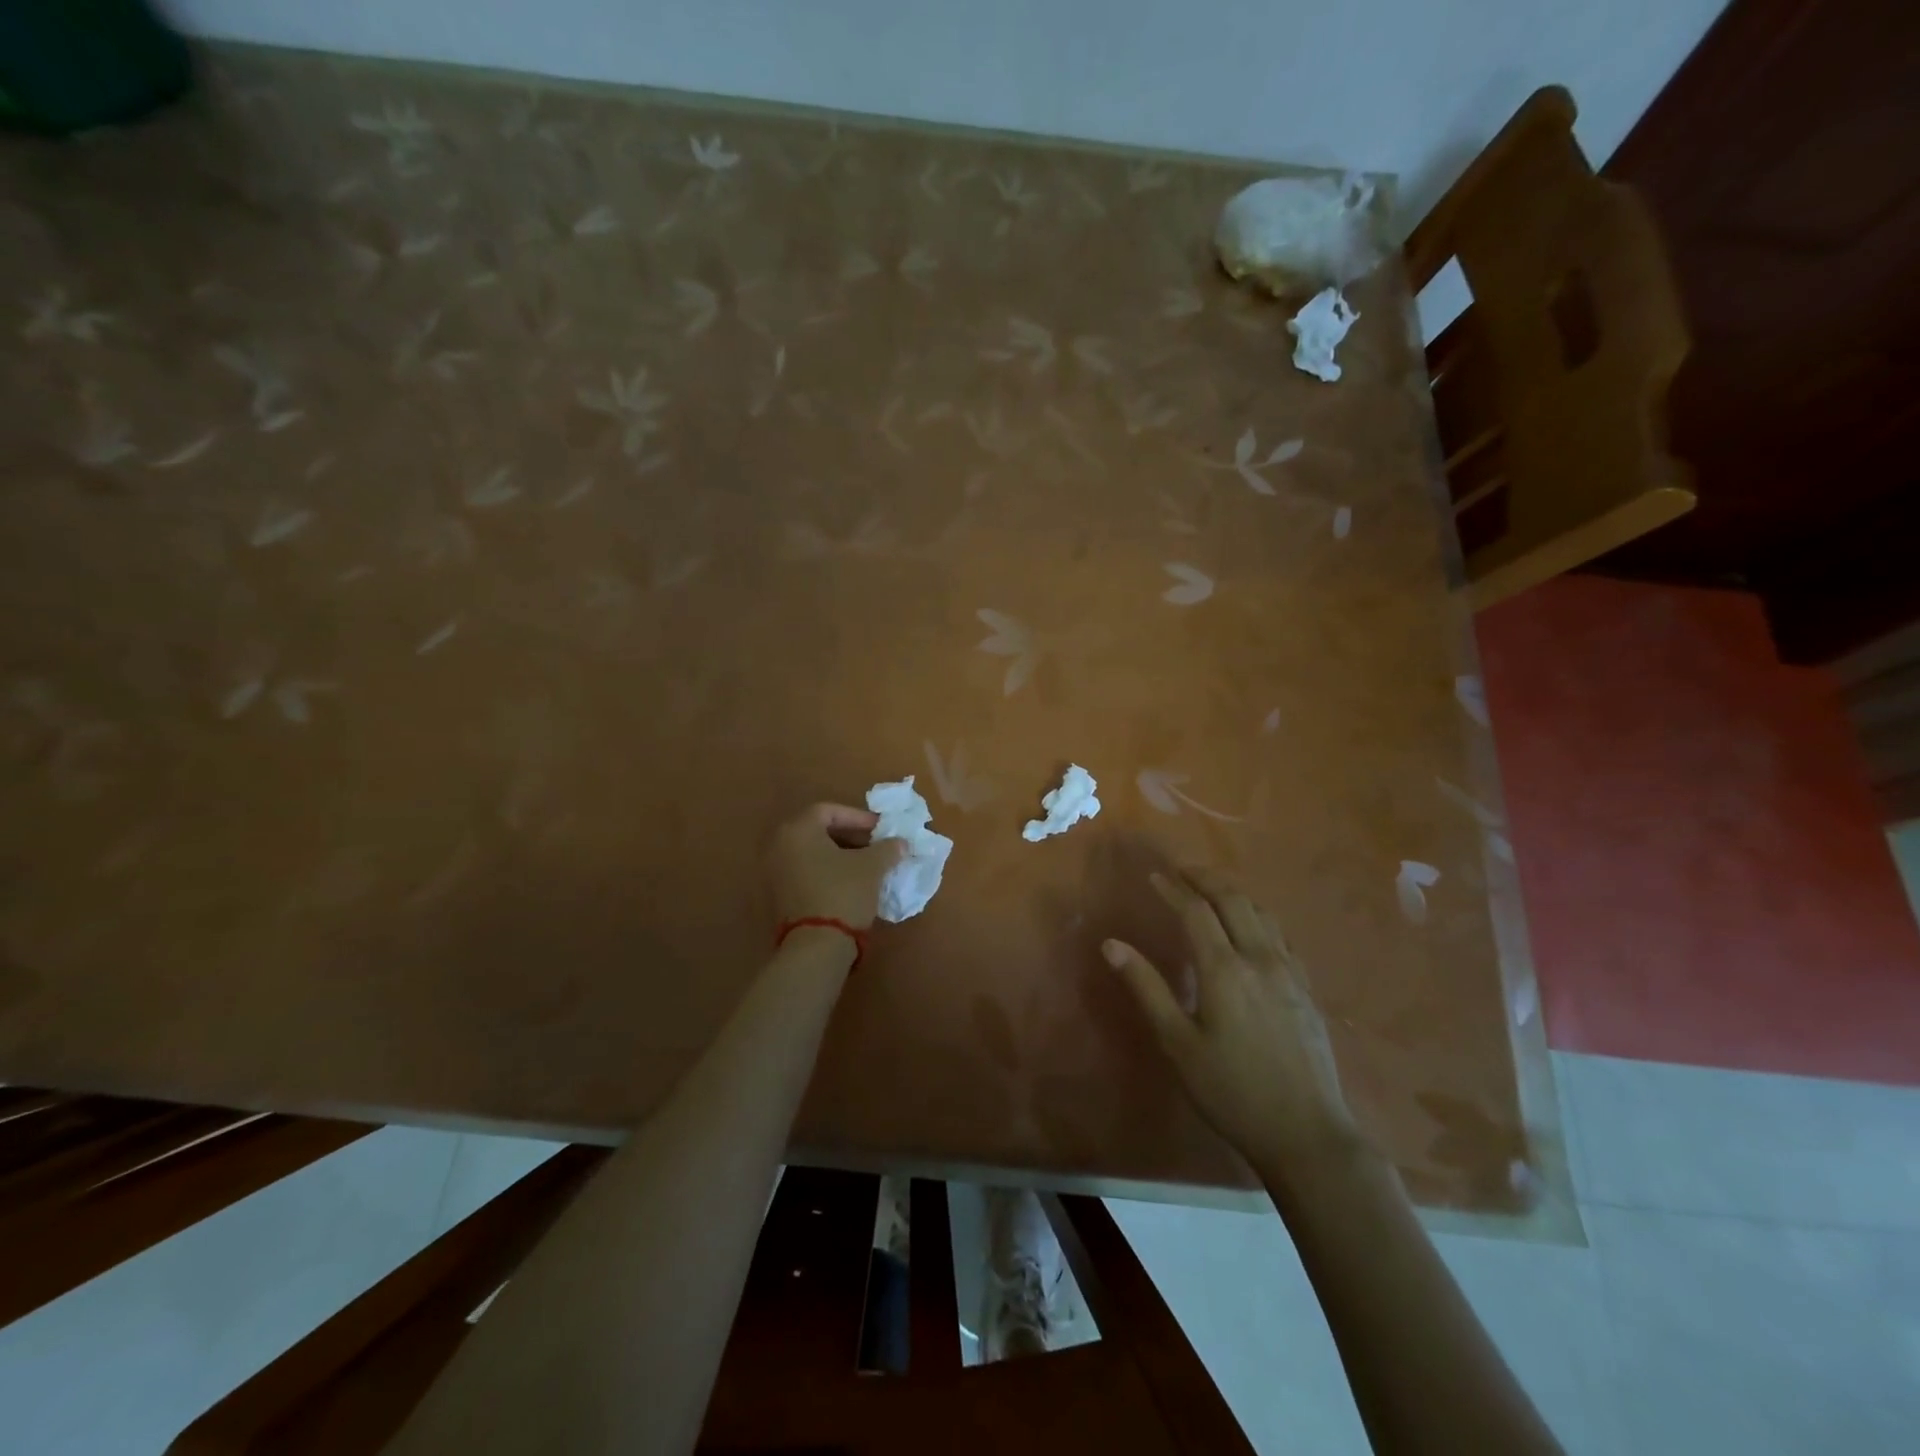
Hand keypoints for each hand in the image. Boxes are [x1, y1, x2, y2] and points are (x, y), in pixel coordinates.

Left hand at [767, 802, 904, 930]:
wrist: (816, 946)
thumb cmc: (843, 893)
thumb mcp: (872, 867)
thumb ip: (887, 848)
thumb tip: (900, 843)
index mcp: (797, 830)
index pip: (829, 810)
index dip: (858, 817)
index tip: (881, 829)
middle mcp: (779, 846)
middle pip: (818, 831)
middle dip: (851, 836)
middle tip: (876, 846)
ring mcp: (775, 873)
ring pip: (813, 853)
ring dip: (841, 855)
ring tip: (868, 866)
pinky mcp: (779, 896)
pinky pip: (806, 872)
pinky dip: (828, 872)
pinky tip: (851, 884)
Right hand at [1103, 867, 1361, 1170]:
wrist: (1306, 1134)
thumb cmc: (1231, 1090)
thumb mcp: (1178, 1043)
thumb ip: (1146, 988)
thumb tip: (1111, 944)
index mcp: (1224, 969)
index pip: (1195, 911)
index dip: (1173, 889)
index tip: (1154, 876)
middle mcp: (1260, 958)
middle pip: (1234, 900)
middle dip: (1206, 879)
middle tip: (1182, 870)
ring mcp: (1290, 972)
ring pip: (1262, 913)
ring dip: (1234, 893)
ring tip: (1212, 890)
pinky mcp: (1307, 989)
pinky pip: (1281, 935)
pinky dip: (1258, 916)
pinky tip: (1251, 929)